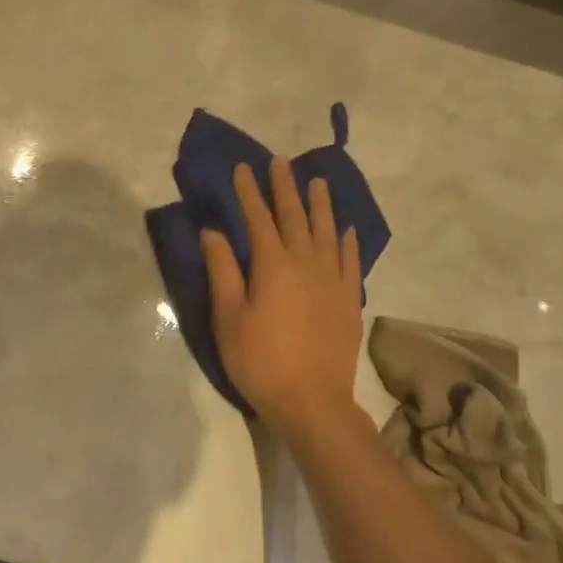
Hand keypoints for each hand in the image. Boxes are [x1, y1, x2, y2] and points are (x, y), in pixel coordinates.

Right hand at [201, 158, 364, 439]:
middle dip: (285, 187)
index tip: (243, 168)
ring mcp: (333, 279)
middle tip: (280, 162)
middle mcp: (306, 262)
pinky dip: (347, 240)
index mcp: (272, 264)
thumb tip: (212, 231)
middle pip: (295, 216)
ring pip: (327, 231)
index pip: (257, 218)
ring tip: (318, 182)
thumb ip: (222, 270)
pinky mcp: (349, 299)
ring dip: (320, 204)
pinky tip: (346, 230)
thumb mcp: (228, 316)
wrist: (312, 400)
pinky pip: (350, 259)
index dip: (249, 192)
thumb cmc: (259, 359)